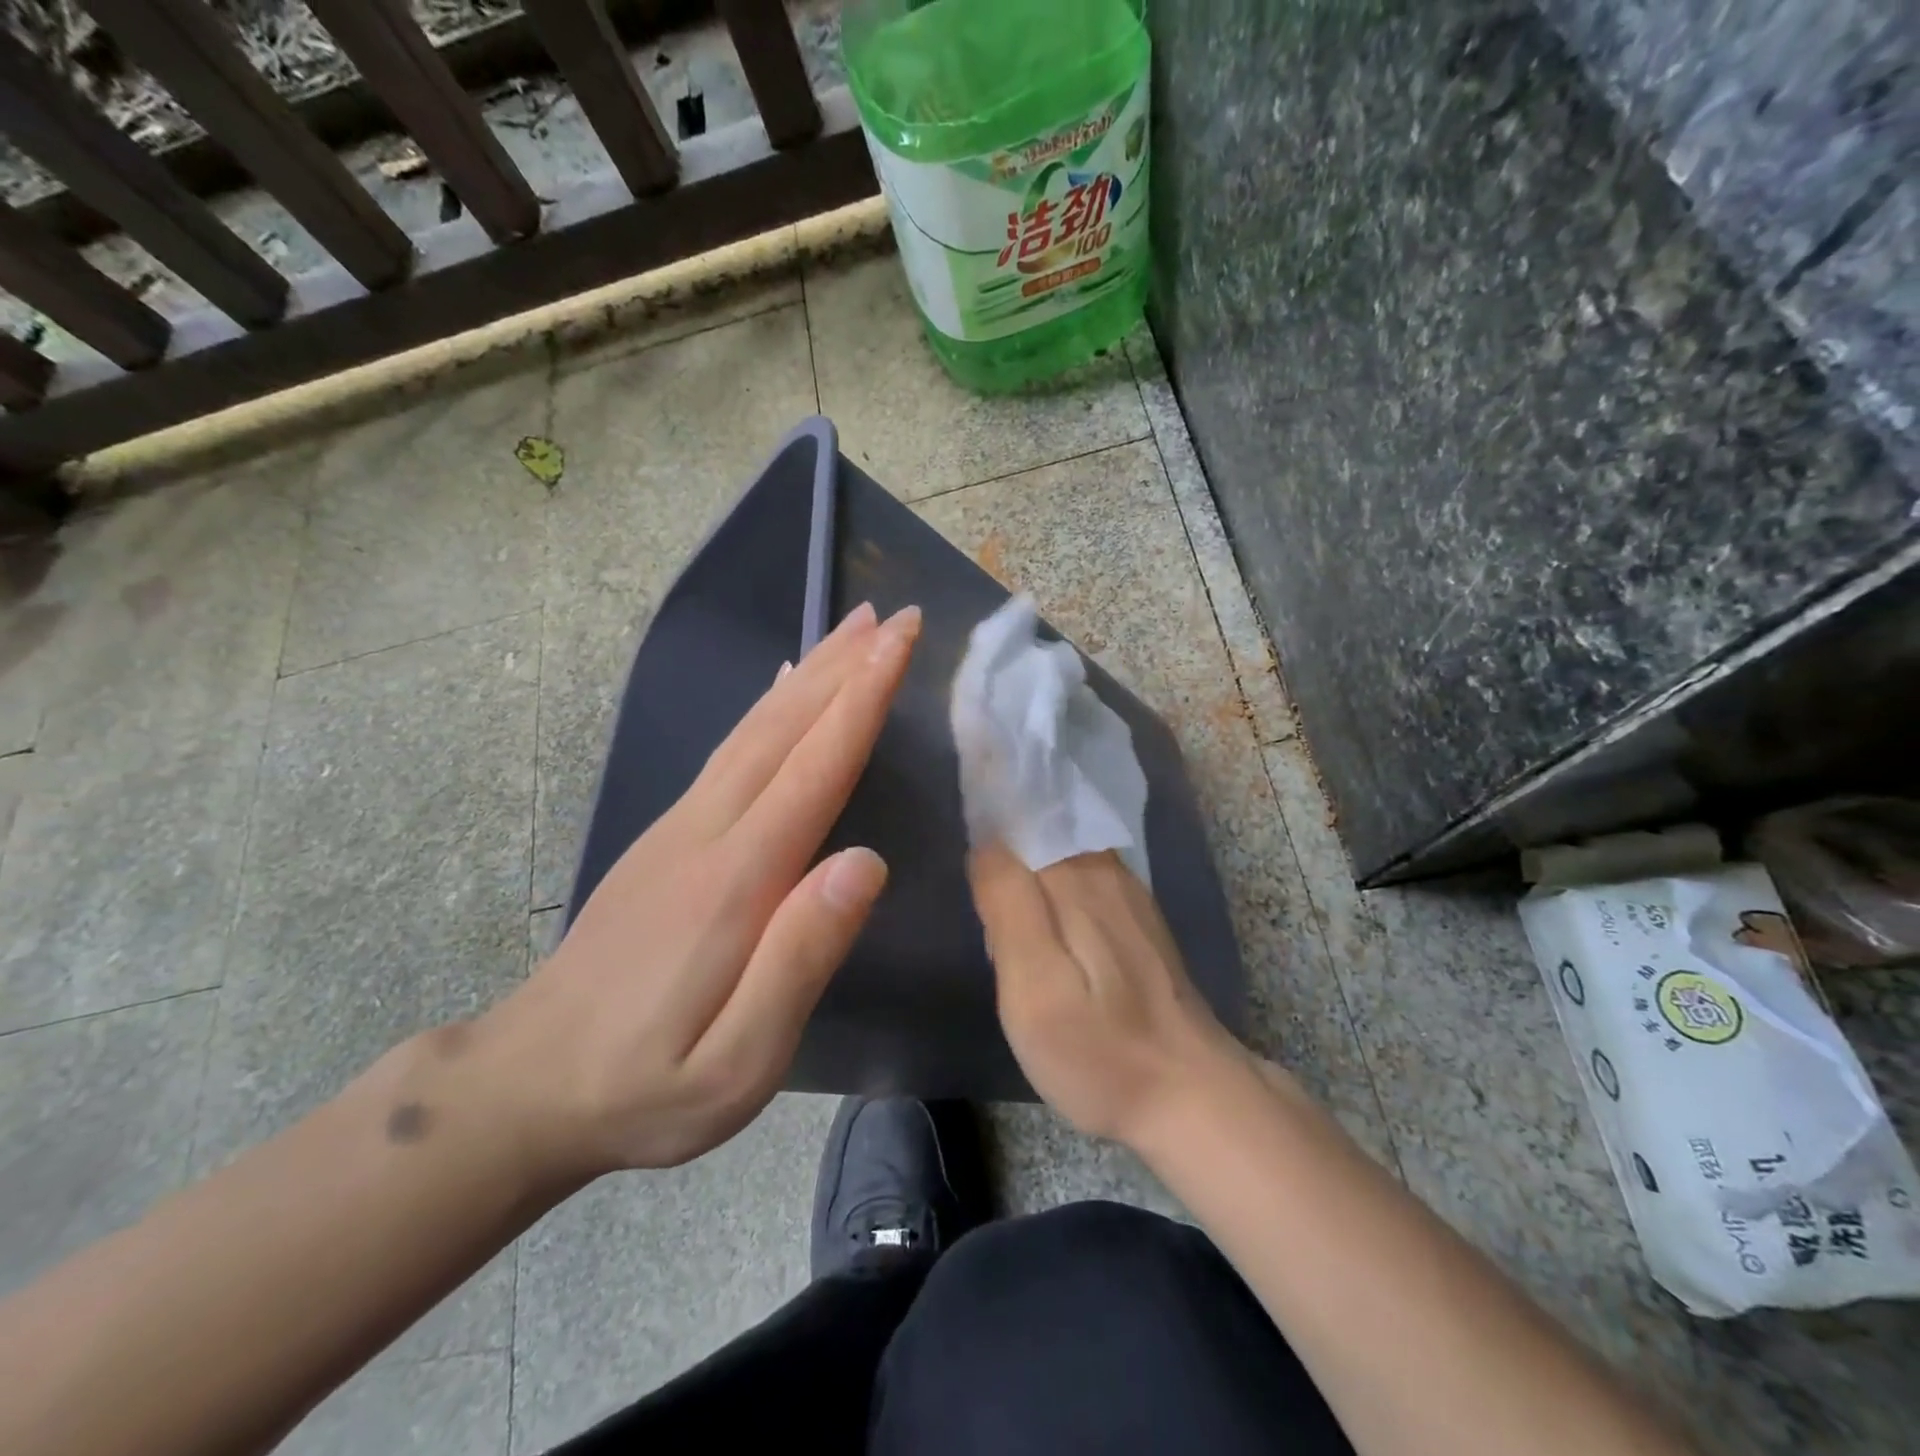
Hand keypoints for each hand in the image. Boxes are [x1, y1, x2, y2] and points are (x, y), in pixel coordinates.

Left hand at [477, 601, 918, 1177]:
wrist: (527, 1083)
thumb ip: (801, 959)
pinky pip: (729, 751)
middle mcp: (707, 831)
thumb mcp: (737, 1062)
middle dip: (844, 666)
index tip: (899, 643)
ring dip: (809, 673)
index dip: (861, 700)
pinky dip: (766, 707)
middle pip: (784, 728)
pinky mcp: (666, 836)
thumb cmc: (645, 1085)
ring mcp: (679, 827)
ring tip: (851, 631)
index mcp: (736, 879)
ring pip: (754, 730)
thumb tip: (866, 862)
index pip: (815, 767)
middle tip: (893, 616)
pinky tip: (782, 687)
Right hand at [969, 846, 1253, 1147]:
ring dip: (1028, 872)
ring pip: (1060, 857)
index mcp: (1077, 877)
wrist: (1191, 1094)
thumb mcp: (1034, 987)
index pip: (1021, 819)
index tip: (966, 858)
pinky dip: (1053, 891)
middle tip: (978, 905)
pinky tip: (1043, 930)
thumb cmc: (1100, 1049)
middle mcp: (1105, 870)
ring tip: (1002, 918)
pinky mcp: (1138, 921)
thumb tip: (987, 844)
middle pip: (1041, 834)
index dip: (988, 824)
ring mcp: (1128, 894)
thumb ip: (1008, 906)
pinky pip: (1081, 881)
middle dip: (1004, 850)